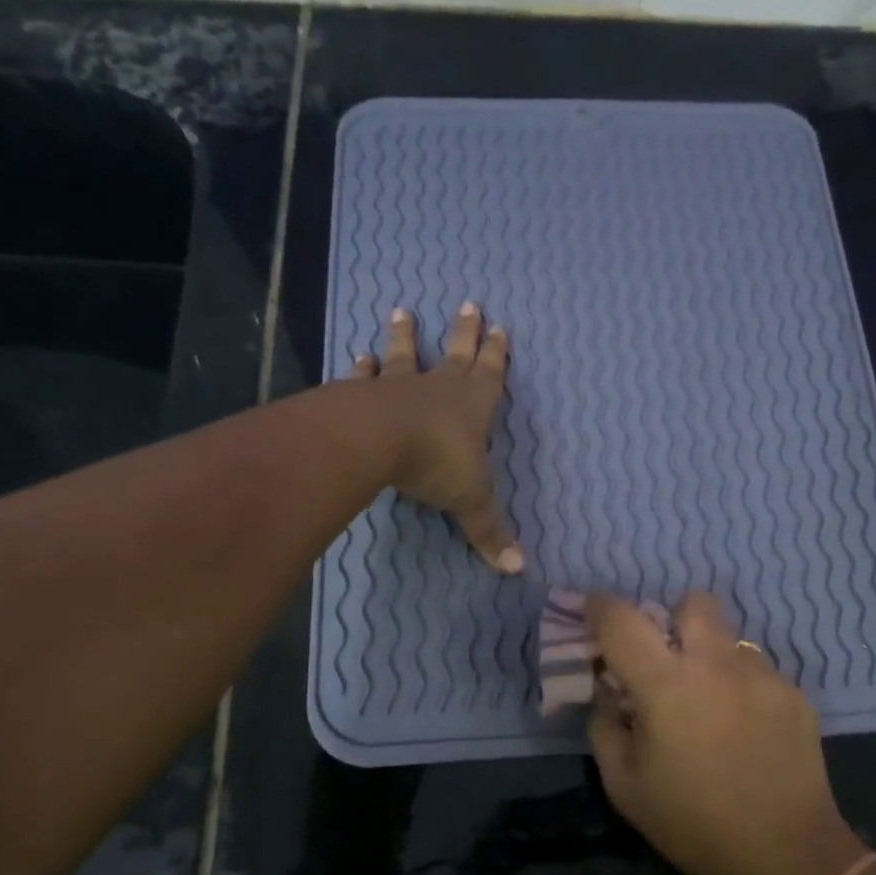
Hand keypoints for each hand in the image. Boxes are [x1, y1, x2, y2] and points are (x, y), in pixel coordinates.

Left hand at [347, 304, 522, 573]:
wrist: (377, 441)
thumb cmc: (436, 463)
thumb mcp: (470, 502)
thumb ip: (489, 533)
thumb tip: (517, 570)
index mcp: (472, 405)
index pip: (490, 374)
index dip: (496, 353)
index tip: (499, 327)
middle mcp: (438, 388)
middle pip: (455, 353)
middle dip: (464, 332)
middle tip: (467, 303)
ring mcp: (398, 387)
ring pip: (405, 355)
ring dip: (405, 336)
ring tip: (401, 312)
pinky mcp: (362, 394)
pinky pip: (365, 377)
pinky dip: (362, 368)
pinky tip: (358, 357)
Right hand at [586, 592, 867, 874]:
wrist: (786, 856)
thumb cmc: (693, 825)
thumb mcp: (625, 786)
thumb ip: (605, 726)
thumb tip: (608, 692)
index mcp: (666, 685)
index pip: (622, 621)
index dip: (599, 607)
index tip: (593, 610)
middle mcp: (716, 664)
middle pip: (693, 602)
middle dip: (673, 618)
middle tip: (668, 658)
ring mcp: (762, 676)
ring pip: (730, 639)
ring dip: (711, 657)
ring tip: (712, 704)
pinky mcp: (794, 694)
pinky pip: (758, 671)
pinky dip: (742, 687)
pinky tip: (746, 731)